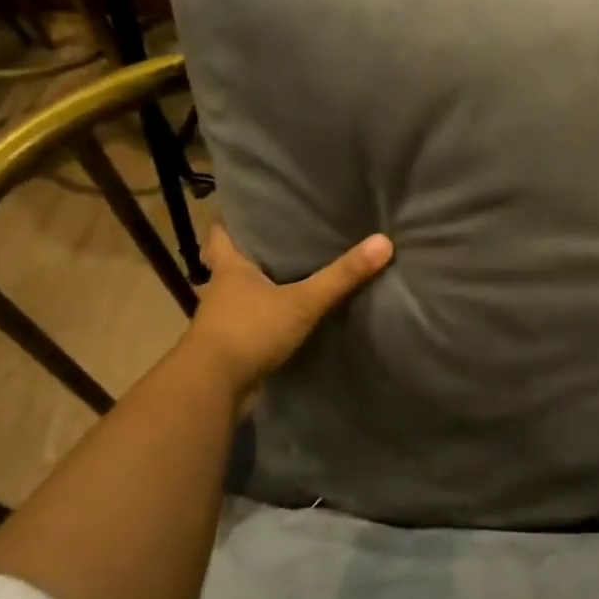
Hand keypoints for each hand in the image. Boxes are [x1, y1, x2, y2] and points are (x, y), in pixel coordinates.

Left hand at [183, 225, 392, 399]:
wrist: (214, 387)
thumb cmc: (250, 330)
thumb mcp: (303, 301)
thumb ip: (342, 275)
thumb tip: (384, 241)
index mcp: (230, 267)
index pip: (221, 232)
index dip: (234, 220)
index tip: (255, 210)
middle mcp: (222, 289)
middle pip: (234, 262)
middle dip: (257, 252)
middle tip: (289, 239)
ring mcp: (226, 319)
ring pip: (245, 294)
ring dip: (264, 287)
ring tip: (298, 274)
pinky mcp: (234, 346)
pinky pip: (256, 322)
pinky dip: (270, 317)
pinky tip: (293, 316)